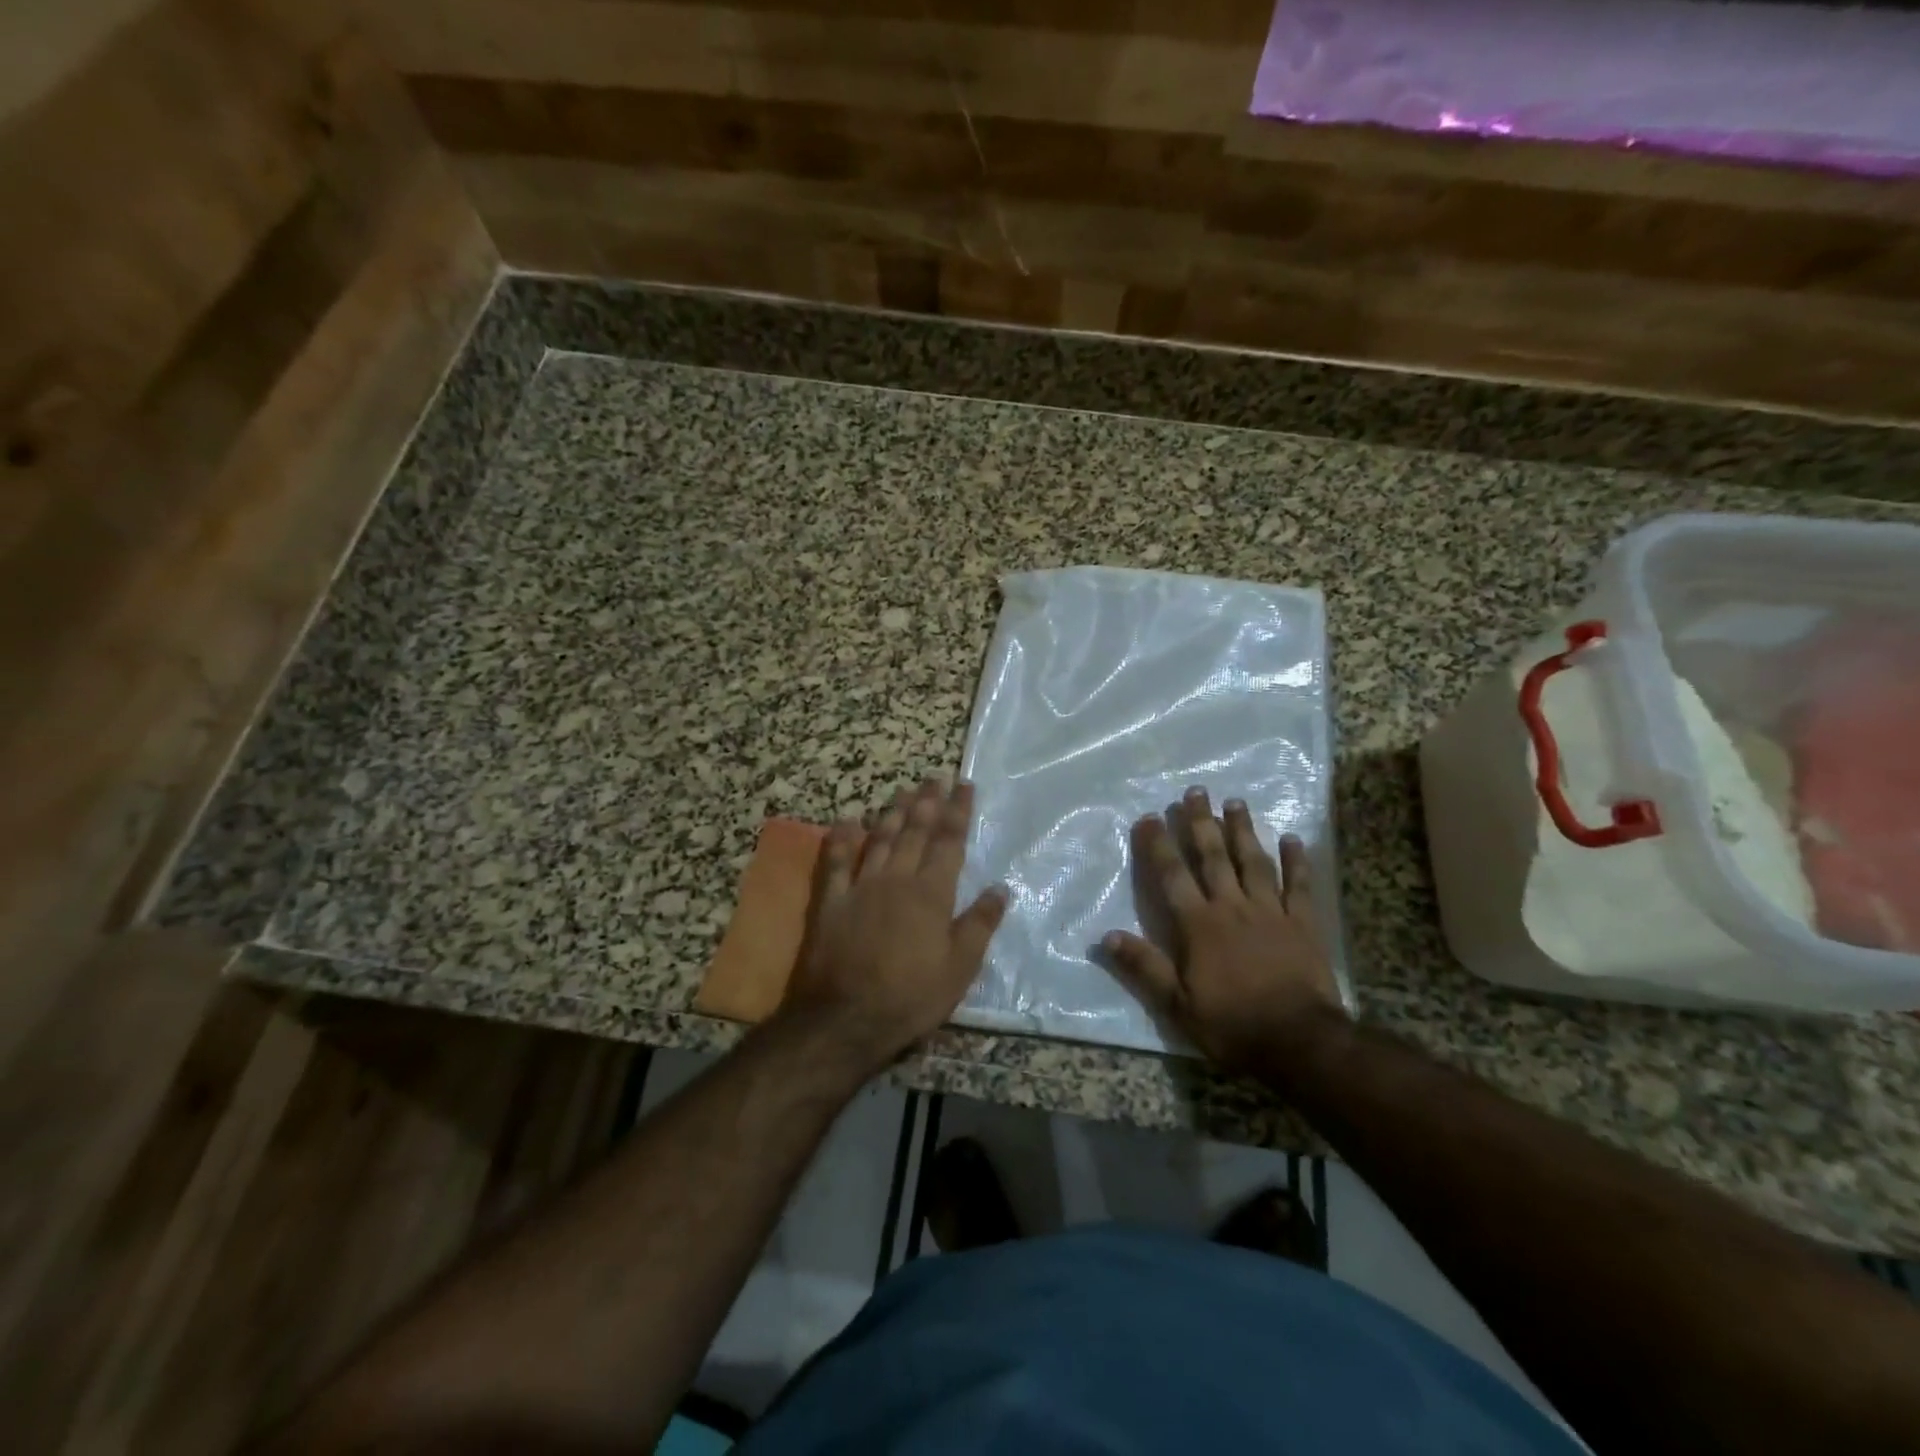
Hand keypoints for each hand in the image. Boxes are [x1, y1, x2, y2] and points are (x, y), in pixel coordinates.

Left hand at [776, 779, 1006, 1077]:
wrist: (844, 1018)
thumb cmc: (910, 996)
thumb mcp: (959, 968)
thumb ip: (980, 924)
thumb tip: (1001, 888)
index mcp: (932, 893)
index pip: (949, 842)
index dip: (958, 812)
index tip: (965, 785)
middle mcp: (897, 879)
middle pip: (914, 831)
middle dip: (928, 802)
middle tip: (935, 776)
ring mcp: (860, 886)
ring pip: (879, 838)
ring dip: (892, 811)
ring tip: (903, 790)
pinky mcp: (831, 901)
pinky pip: (835, 861)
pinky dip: (841, 838)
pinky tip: (847, 819)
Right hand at [1104, 787, 1343, 1075]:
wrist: (1300, 1043)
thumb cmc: (1233, 1025)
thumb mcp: (1177, 1005)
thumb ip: (1144, 967)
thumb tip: (1107, 936)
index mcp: (1199, 925)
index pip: (1172, 876)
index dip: (1159, 844)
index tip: (1149, 817)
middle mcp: (1232, 907)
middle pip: (1213, 857)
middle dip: (1201, 822)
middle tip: (1196, 791)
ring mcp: (1271, 912)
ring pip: (1254, 862)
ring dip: (1243, 830)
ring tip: (1235, 802)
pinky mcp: (1304, 924)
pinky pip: (1300, 886)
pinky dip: (1297, 861)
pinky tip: (1293, 838)